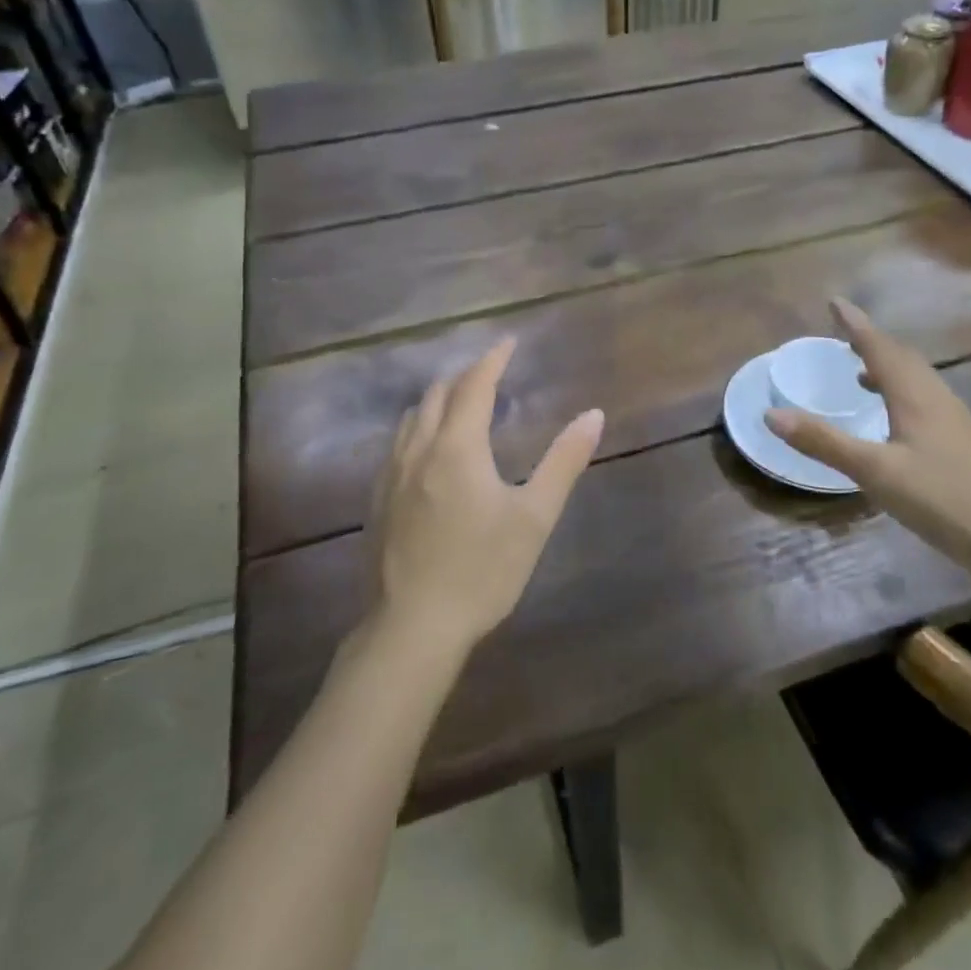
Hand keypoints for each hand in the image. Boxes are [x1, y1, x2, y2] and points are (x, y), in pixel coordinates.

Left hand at [370, 338, 603, 654]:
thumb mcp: (534, 517)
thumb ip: (563, 462)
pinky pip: (398, 444)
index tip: (508, 341)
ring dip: (438, 399)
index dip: (493, 359)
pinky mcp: (377, 500)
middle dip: (465, 376)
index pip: (475, 385)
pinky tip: (430, 451)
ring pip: (412, 418)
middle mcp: (419, 450)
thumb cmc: (482, 570)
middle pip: (437, 394)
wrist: (412, 628)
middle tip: (491, 373)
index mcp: (457, 447)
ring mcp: (391, 475)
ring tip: (461, 404)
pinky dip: (419, 427)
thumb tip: (593, 415)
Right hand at [764, 300, 970, 581]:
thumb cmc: (946, 499)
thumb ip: (824, 442)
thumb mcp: (875, 472)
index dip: (855, 324)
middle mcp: (938, 400)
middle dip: (872, 343)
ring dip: (888, 369)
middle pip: (903, 359)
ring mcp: (957, 424)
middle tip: (845, 335)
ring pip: (918, 382)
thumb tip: (771, 413)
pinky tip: (896, 423)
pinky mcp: (966, 447)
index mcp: (916, 396)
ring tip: (862, 375)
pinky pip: (926, 403)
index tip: (835, 302)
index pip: (880, 348)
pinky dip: (902, 396)